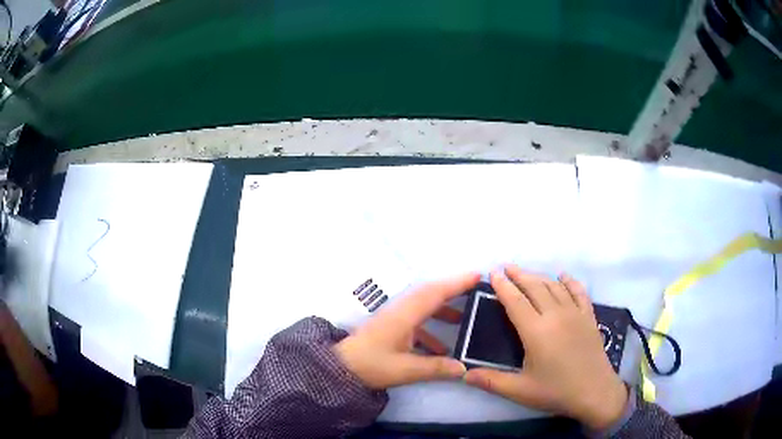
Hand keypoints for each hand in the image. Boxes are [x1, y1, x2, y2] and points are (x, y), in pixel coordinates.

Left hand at [334, 273, 479, 388]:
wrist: (341, 368)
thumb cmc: (371, 365)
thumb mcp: (405, 370)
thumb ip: (436, 368)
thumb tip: (464, 368)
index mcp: (404, 315)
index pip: (435, 293)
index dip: (457, 283)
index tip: (477, 276)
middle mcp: (401, 311)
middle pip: (431, 294)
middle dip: (454, 291)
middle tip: (476, 291)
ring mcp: (395, 318)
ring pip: (424, 307)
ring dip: (443, 311)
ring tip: (463, 321)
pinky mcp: (392, 327)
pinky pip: (417, 322)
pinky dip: (431, 330)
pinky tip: (441, 349)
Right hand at [463, 266, 627, 429]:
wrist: (595, 392)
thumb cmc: (556, 391)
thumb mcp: (520, 391)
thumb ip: (491, 381)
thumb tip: (464, 375)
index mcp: (536, 332)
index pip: (515, 302)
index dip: (503, 286)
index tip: (493, 273)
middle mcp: (555, 315)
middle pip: (534, 287)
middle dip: (519, 275)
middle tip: (506, 267)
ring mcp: (575, 313)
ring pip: (554, 287)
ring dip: (539, 276)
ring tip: (527, 273)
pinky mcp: (589, 316)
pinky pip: (578, 292)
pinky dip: (569, 281)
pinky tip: (563, 276)